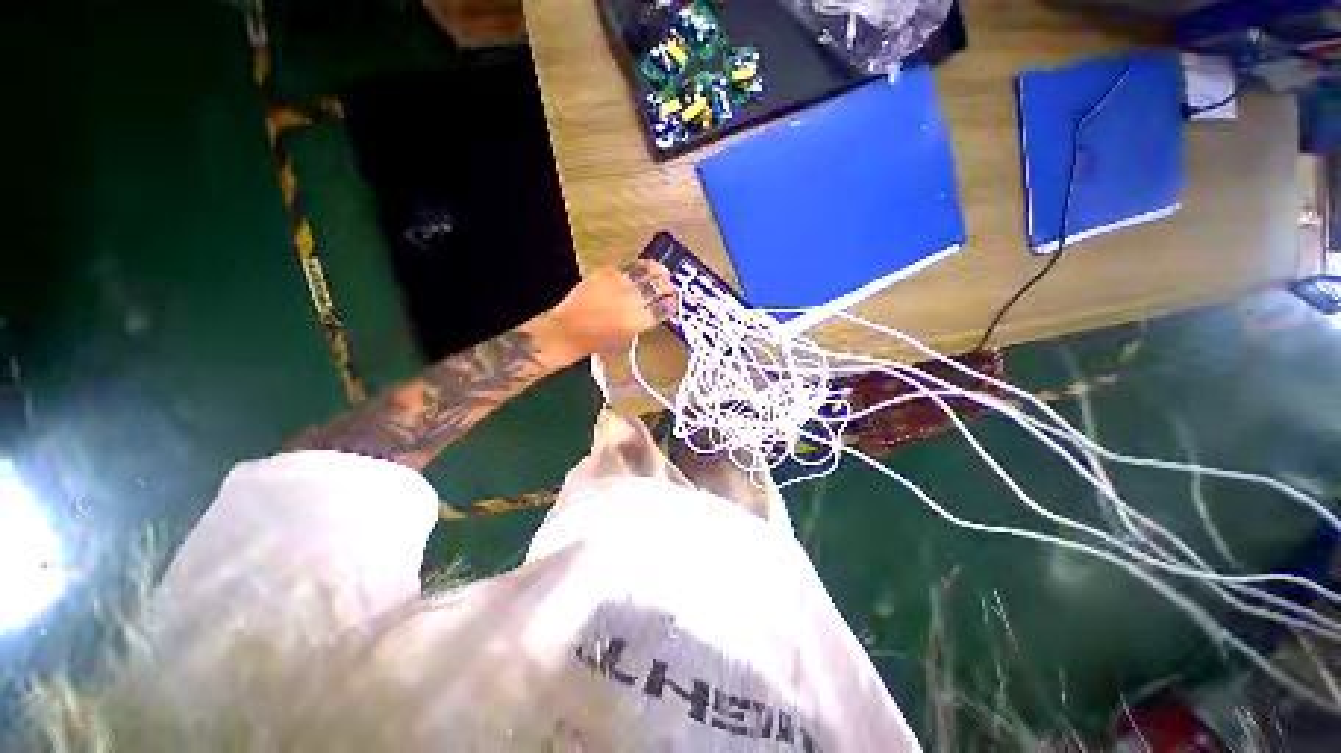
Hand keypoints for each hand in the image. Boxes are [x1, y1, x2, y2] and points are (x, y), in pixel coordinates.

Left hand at [539, 260, 677, 361]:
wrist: (569, 331)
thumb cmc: (598, 343)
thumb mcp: (627, 340)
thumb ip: (642, 324)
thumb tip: (653, 312)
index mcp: (641, 320)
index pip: (665, 307)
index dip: (672, 302)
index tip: (674, 301)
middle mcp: (633, 300)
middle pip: (659, 287)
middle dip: (668, 286)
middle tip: (670, 285)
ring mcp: (619, 284)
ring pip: (645, 271)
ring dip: (657, 271)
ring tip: (661, 271)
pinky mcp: (605, 273)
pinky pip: (626, 266)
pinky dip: (636, 267)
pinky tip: (640, 269)